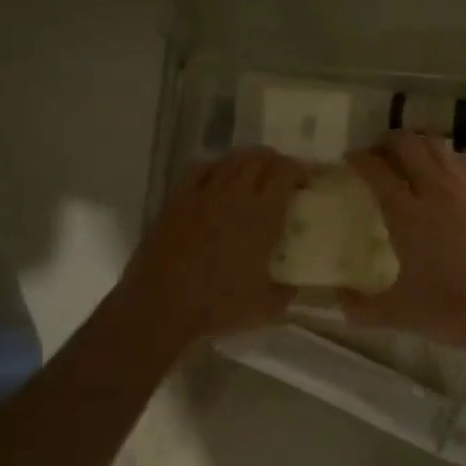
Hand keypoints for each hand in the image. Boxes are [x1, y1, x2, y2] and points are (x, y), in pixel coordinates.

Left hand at [116, 148, 309, 347]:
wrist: (161, 304)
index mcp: (262, 214)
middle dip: (275, 162)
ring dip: (247, 161)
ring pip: (230, 158)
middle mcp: (234, 194)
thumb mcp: (265, 307)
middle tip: (280, 179)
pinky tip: (215, 181)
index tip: (304, 185)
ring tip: (251, 176)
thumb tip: (293, 286)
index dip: (299, 171)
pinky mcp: (176, 199)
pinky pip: (199, 169)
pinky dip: (214, 168)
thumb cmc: (217, 306)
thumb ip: (286, 292)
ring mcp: (202, 193)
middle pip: (259, 157)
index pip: (285, 171)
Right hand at [342, 131, 465, 355]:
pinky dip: (450, 159)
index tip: (351, 159)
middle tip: (378, 155)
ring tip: (411, 159)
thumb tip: (337, 301)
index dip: (359, 159)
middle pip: (408, 144)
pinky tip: (450, 175)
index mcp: (407, 213)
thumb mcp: (399, 313)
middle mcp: (437, 189)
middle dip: (387, 143)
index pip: (376, 170)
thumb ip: (361, 307)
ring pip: (440, 146)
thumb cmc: (453, 310)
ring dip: (419, 145)